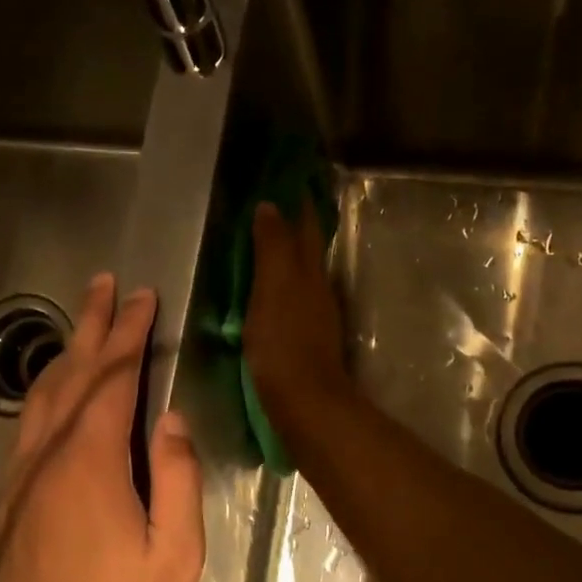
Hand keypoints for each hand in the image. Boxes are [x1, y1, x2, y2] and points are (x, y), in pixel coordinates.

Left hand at [0, 274, 204, 581]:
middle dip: (94, 325)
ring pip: (42, 395)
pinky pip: (28, 424)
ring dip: (67, 351)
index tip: (145, 298)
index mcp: (91, 462)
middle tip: (107, 284)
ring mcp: (23, 476)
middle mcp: (49, 456)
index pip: (114, 379)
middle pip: (73, 373)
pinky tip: (56, 386)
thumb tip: (172, 418)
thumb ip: (178, 477)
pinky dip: (46, 390)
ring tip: (84, 318)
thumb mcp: (175, 553)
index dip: (131, 334)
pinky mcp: (11, 499)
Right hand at [244, 201, 353, 440]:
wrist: (305, 403)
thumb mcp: (274, 288)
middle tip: (273, 204)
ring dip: (287, 255)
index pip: (306, 227)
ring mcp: (313, 316)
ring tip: (263, 242)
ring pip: (301, 274)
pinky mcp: (304, 340)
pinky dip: (279, 285)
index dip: (300, 203)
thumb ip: (273, 248)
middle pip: (307, 249)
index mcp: (309, 272)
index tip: (290, 178)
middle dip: (295, 225)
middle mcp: (317, 289)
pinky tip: (264, 291)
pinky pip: (291, 300)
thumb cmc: (284, 342)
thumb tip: (271, 206)